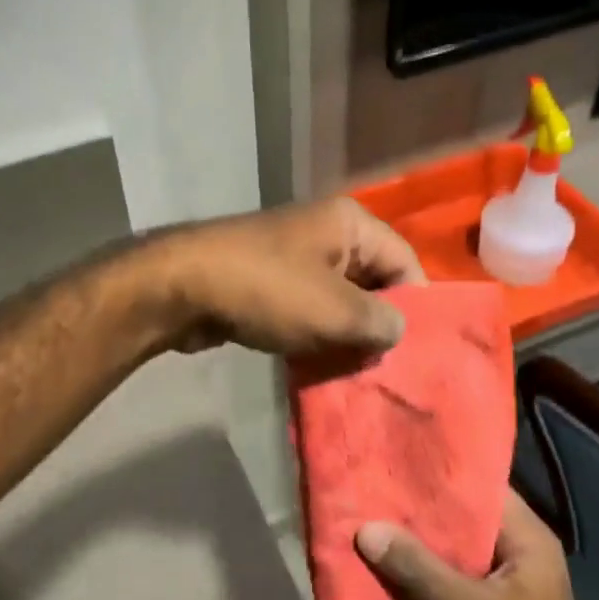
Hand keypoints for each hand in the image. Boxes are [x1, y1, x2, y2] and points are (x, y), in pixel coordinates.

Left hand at [146, 198, 425, 357]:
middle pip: (373, 281)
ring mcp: (294, 257)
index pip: (405, 262)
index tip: (414, 352)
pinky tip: (321, 366)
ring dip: (346, 335)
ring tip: (356, 374)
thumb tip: (397, 331)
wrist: (183, 288)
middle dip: (379, 324)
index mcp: (350, 224)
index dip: (415, 307)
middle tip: (386, 369)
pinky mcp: (269, 283)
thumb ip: (381, 323)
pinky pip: (308, 309)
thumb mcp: (336, 311)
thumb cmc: (268, 291)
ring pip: (339, 300)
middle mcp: (326, 233)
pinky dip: (316, 335)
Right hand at [357, 493, 598, 599]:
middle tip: (371, 490)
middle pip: (461, 520)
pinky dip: (418, 577)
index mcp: (526, 538)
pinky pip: (445, 582)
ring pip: (449, 552)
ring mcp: (500, 584)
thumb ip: (417, 568)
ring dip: (414, 546)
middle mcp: (515, 553)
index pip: (481, 487)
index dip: (441, 473)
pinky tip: (381, 569)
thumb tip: (366, 529)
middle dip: (418, 511)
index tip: (398, 460)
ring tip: (367, 522)